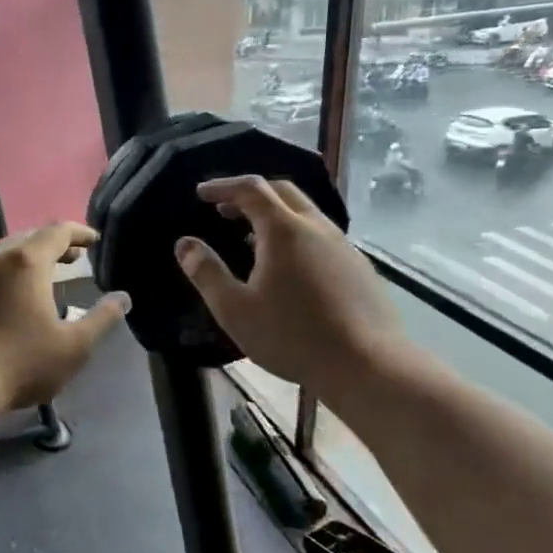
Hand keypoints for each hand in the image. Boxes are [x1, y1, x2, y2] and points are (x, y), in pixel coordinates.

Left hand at [0, 223, 130, 409]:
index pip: (58, 231)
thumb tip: (122, 298)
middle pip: (28, 239)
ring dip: (24, 263)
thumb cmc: (20, 363)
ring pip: (0, 258)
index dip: (79, 233)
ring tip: (39, 280)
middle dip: (52, 246)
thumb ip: (101, 318)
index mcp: (27, 262)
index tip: (93, 241)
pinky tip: (2, 304)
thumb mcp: (73, 346)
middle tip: (71, 259)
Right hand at [174, 176, 407, 389]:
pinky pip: (322, 235)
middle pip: (282, 192)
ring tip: (252, 236)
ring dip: (275, 213)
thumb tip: (184, 244)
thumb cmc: (292, 336)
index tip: (201, 193)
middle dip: (250, 193)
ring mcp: (344, 246)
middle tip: (225, 209)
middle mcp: (316, 227)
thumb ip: (207, 273)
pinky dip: (296, 234)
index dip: (223, 186)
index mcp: (284, 230)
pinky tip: (289, 265)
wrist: (368, 366)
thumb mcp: (235, 310)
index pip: (250, 188)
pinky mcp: (359, 267)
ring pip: (306, 213)